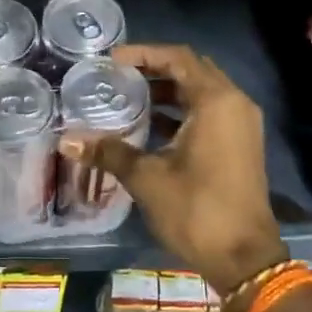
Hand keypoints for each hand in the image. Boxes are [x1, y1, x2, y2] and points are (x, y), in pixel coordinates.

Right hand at [67, 43, 286, 293]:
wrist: (244, 258)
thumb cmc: (196, 210)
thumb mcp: (147, 178)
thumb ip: (109, 152)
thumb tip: (67, 141)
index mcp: (215, 101)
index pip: (178, 58)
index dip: (143, 54)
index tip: (112, 60)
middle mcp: (234, 103)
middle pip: (191, 70)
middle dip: (155, 69)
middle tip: (119, 76)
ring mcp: (242, 124)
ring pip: (202, 92)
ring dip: (168, 91)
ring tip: (129, 97)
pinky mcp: (241, 143)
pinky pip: (210, 112)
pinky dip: (182, 111)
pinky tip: (151, 125)